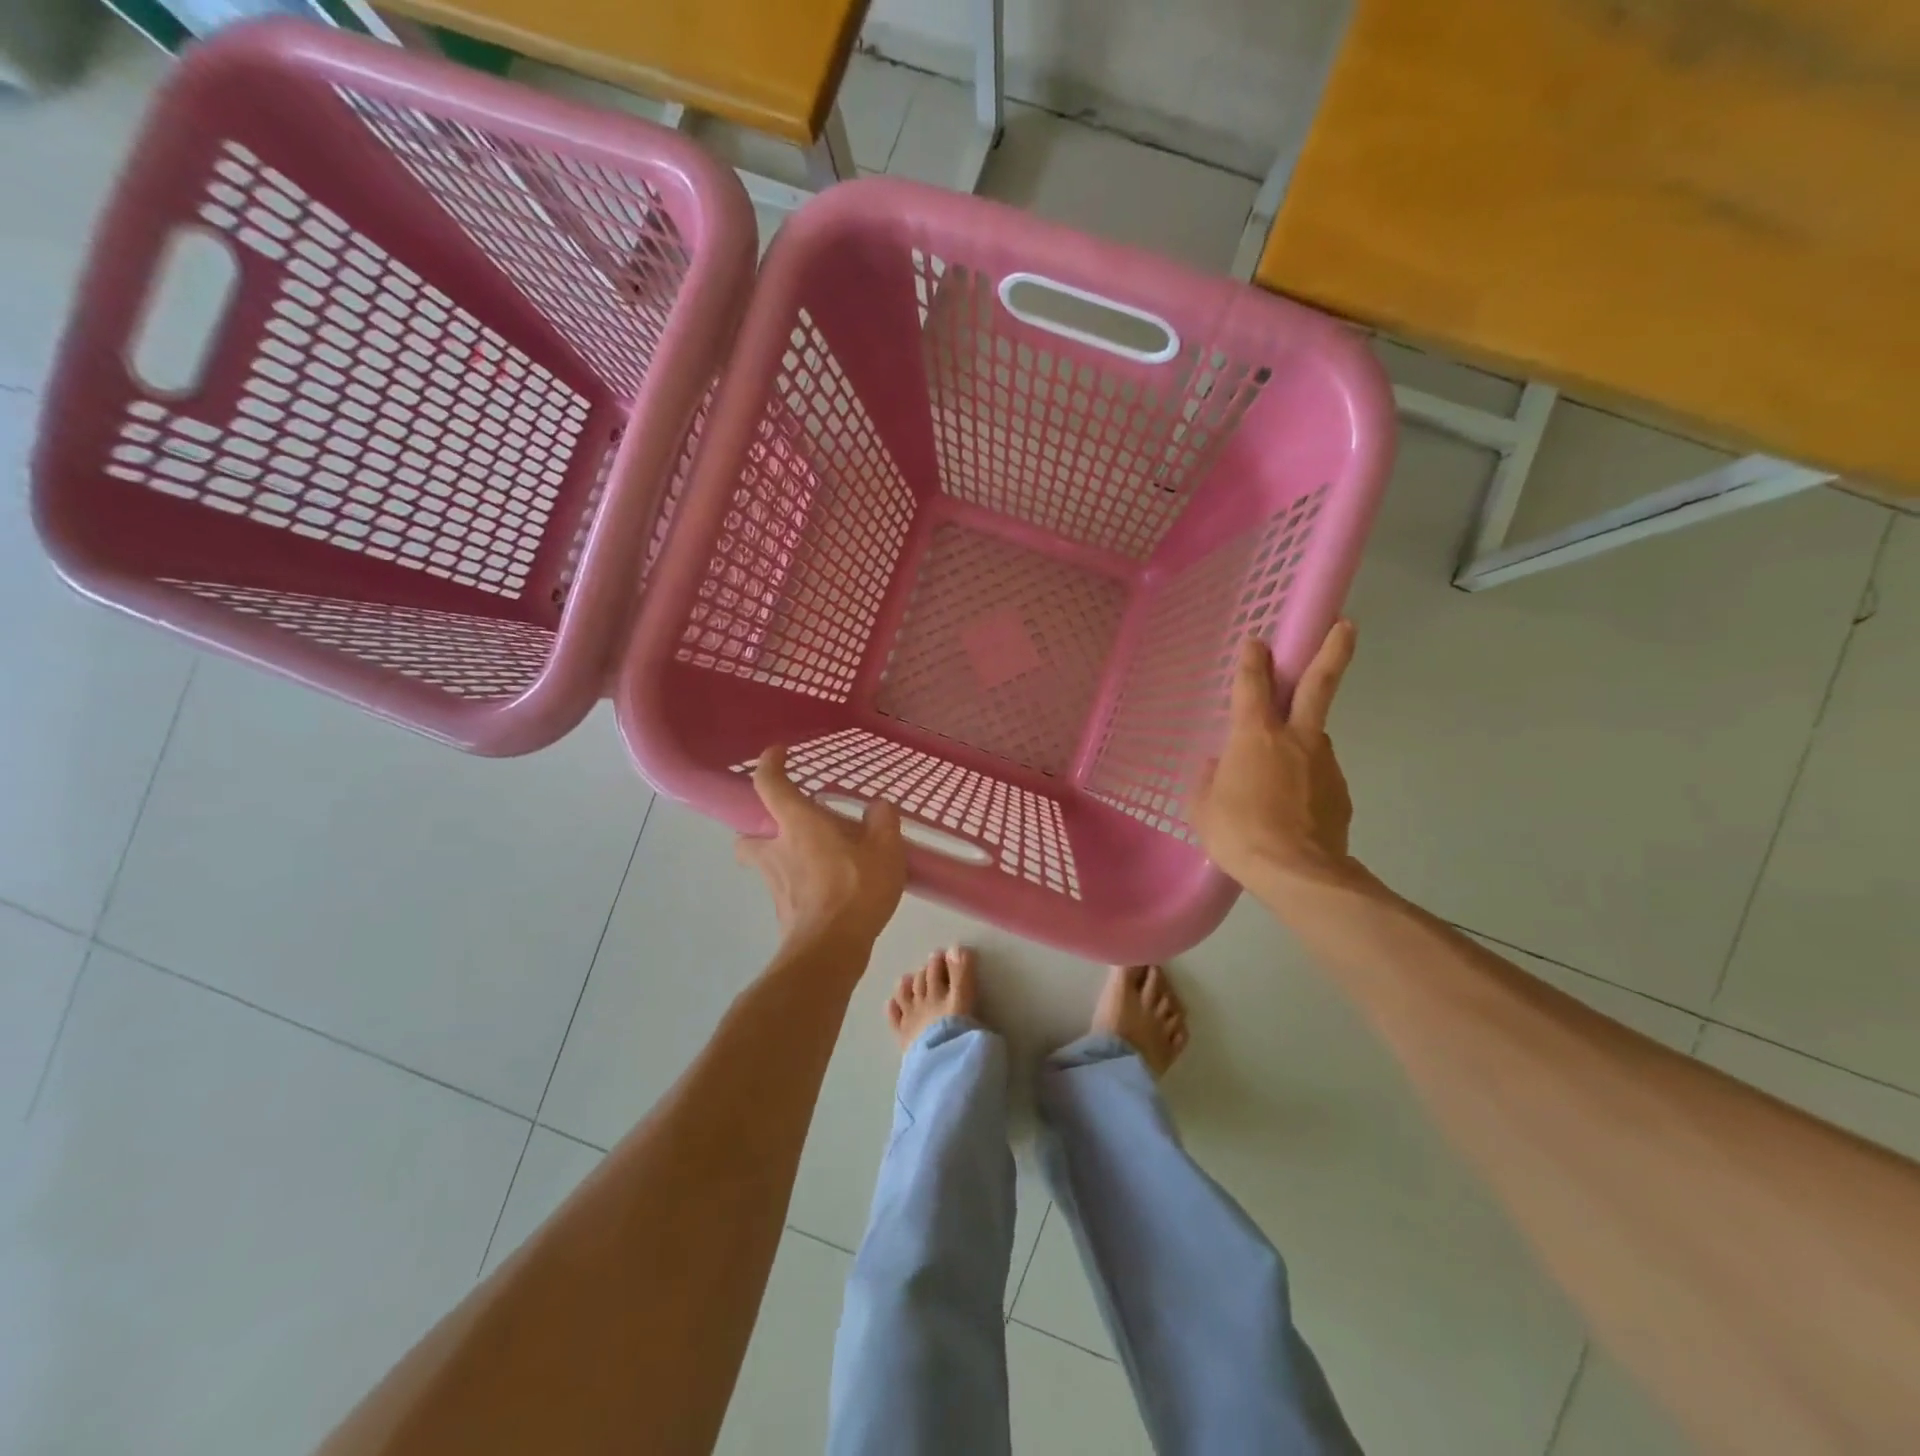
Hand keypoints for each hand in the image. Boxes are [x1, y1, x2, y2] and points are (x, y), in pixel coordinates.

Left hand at [736, 746, 906, 952]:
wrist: (831, 949)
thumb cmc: (855, 888)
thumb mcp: (885, 848)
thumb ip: (883, 821)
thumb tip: (878, 808)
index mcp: (797, 824)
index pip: (768, 784)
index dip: (769, 764)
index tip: (778, 753)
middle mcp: (775, 850)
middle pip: (747, 835)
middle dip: (760, 829)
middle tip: (789, 829)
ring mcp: (775, 885)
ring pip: (763, 865)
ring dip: (780, 859)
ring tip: (815, 862)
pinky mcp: (783, 914)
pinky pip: (785, 891)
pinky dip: (799, 887)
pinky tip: (829, 892)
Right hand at [1192, 621, 1361, 892]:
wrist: (1298, 873)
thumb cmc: (1239, 834)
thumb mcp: (1203, 808)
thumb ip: (1209, 780)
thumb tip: (1219, 766)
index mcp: (1255, 736)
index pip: (1252, 684)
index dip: (1252, 659)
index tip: (1256, 639)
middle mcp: (1296, 738)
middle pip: (1318, 685)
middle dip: (1332, 651)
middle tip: (1347, 624)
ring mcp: (1325, 763)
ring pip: (1314, 738)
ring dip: (1302, 742)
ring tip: (1278, 779)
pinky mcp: (1341, 791)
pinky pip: (1318, 775)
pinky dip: (1306, 781)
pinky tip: (1292, 807)